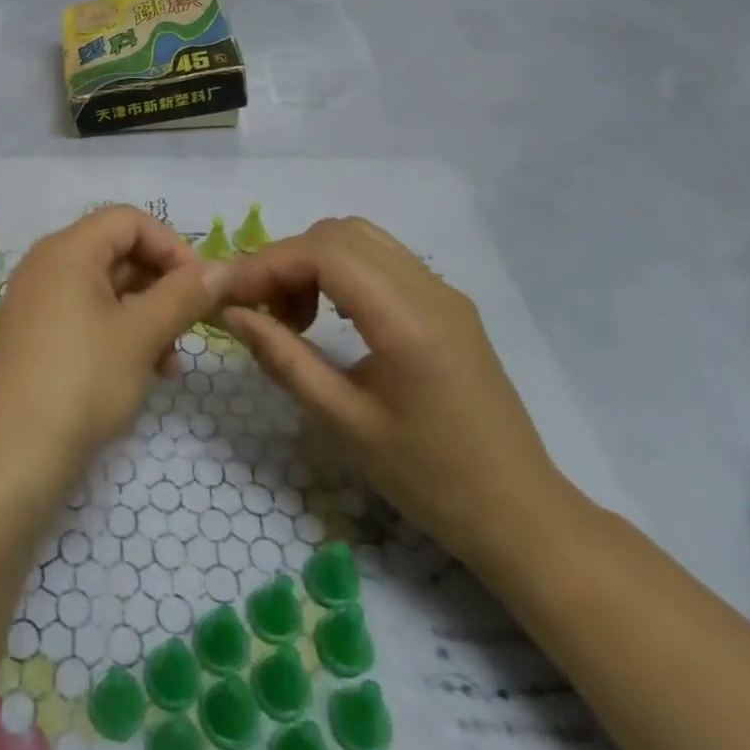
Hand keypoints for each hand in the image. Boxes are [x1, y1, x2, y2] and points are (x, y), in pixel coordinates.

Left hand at [0, 207, 219, 487]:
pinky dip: (120, 332)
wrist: (16, 454)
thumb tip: (223, 268)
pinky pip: (87, 314)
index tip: (201, 287)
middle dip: (161, 285)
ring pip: (106, 288)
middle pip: (117, 251)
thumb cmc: (84, 379)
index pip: (128, 220)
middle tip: (192, 326)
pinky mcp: (37, 333)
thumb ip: (184, 294)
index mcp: (68, 248)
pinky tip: (146, 372)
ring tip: (171, 363)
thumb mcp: (142, 334)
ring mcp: (38, 299)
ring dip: (146, 315)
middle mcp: (48, 263)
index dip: (171, 245)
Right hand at [217, 218, 576, 568]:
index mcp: (408, 320)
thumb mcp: (344, 424)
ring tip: (292, 314)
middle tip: (259, 308)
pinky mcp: (447, 303)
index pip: (324, 253)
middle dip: (286, 260)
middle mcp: (430, 289)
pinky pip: (380, 259)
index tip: (229, 294)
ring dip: (312, 261)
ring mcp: (443, 292)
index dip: (267, 263)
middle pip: (338, 234)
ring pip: (359, 239)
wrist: (521, 515)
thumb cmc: (430, 479)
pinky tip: (329, 315)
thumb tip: (232, 314)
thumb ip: (283, 359)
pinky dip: (340, 270)